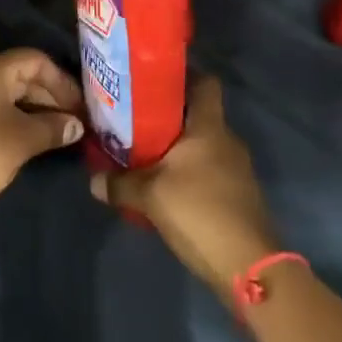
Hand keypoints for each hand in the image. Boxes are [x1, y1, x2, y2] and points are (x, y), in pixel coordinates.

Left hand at [0, 49, 84, 219]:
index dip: (62, 81)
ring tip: (55, 134)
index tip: (80, 106)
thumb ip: (53, 128)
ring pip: (5, 95)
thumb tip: (76, 126)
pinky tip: (26, 140)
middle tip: (73, 122)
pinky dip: (12, 119)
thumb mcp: (23, 140)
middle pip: (20, 76)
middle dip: (49, 97)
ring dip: (32, 111)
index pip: (36, 60)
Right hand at [91, 79, 278, 298]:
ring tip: (144, 154)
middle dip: (168, 116)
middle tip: (134, 120)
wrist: (248, 266)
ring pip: (202, 145)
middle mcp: (227, 140)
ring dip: (176, 148)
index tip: (152, 81)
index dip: (182, 75)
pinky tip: (165, 187)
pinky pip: (209, 169)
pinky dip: (188, 172)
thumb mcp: (150, 196)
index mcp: (209, 127)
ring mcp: (237, 169)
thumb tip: (93, 180)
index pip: (205, 82)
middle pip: (198, 114)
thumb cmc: (199, 212)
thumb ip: (120, 184)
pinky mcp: (238, 194)